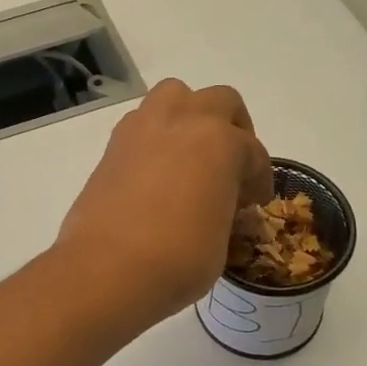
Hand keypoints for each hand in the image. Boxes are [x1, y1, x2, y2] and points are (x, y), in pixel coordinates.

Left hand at [56, 80, 272, 327]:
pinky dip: (157, 136)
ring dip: (190, 116)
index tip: (254, 201)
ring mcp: (142, 128)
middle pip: (220, 102)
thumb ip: (226, 207)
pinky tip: (158, 171)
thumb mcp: (222, 239)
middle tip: (232, 165)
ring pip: (175, 96)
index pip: (253, 152)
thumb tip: (219, 206)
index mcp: (220, 141)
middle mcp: (182, 121)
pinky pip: (143, 123)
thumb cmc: (178, 259)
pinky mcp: (112, 145)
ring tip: (192, 154)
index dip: (259, 178)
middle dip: (233, 129)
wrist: (106, 269)